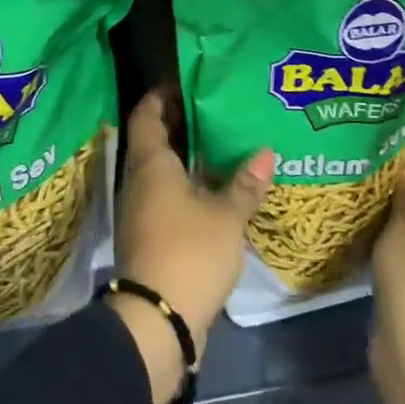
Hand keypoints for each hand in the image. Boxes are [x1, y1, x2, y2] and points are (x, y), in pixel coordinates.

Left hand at [110, 87, 273, 403]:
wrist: (157, 321)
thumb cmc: (189, 252)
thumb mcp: (226, 216)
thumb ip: (244, 184)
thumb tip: (265, 152)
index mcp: (151, 164)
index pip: (146, 115)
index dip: (161, 96)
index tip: (184, 82)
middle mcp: (139, 181)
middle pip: (153, 141)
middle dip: (179, 124)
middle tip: (213, 109)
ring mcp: (141, 211)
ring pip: (161, 171)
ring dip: (185, 157)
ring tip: (221, 145)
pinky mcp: (150, 237)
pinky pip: (166, 197)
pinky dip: (186, 186)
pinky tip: (214, 190)